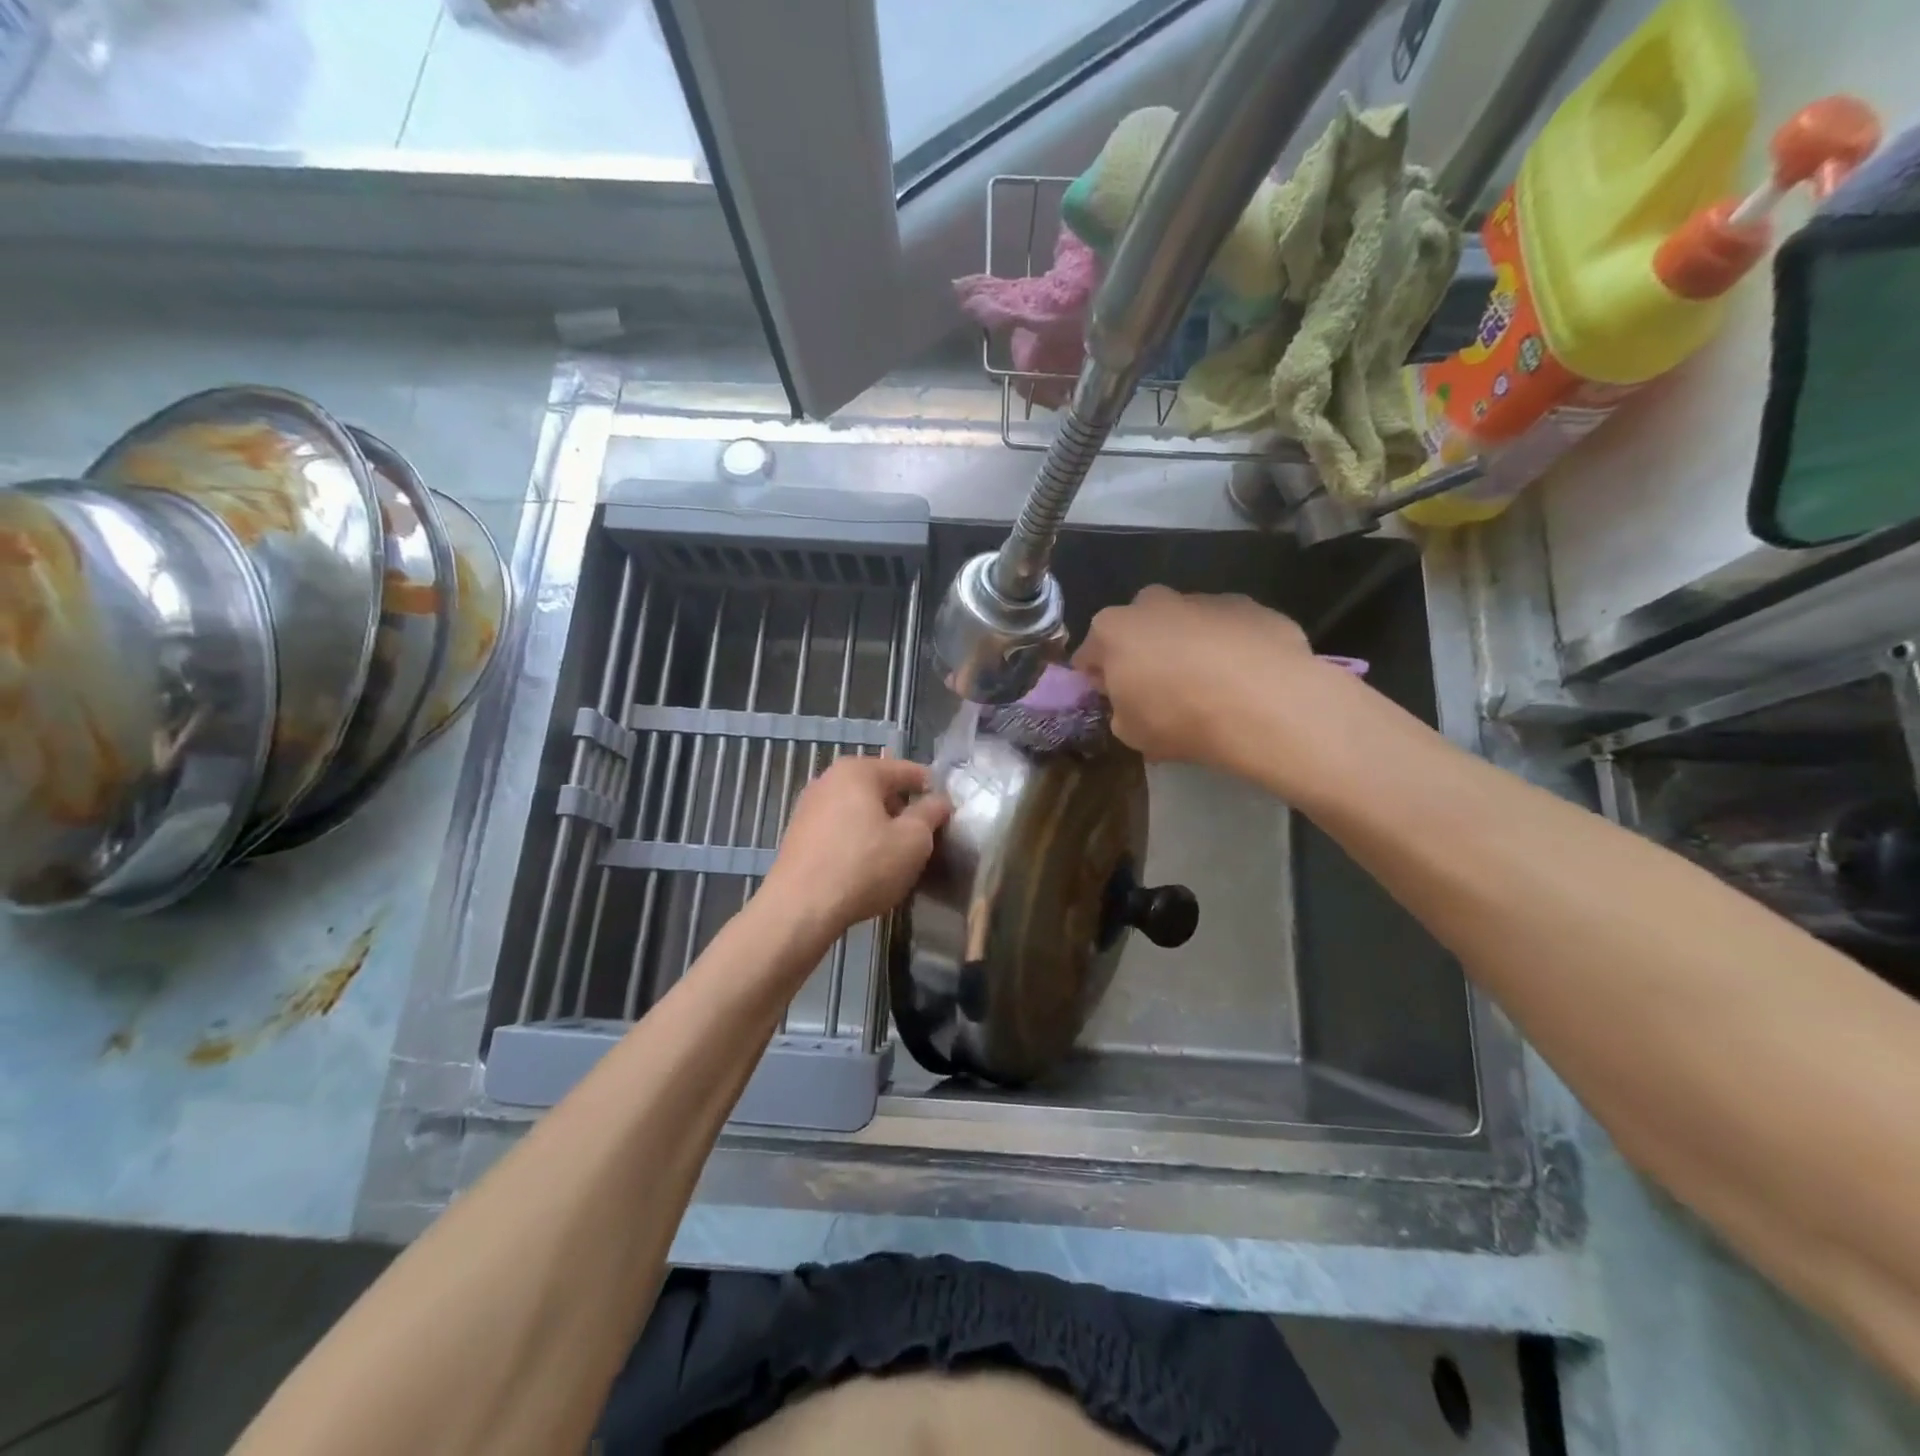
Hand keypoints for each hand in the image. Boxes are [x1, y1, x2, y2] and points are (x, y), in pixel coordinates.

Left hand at [759, 756, 951, 936]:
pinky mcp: (798, 835)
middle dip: (904, 811)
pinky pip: (840, 829)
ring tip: (897, 857)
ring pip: (860, 810)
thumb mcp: (913, 840)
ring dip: (881, 828)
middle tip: (924, 840)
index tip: (948, 815)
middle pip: (881, 789)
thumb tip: (940, 801)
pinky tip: (866, 867)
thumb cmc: (864, 867)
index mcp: (858, 771)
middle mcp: (829, 779)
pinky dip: (858, 841)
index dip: (933, 791)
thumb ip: (931, 813)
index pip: (908, 771)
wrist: (800, 909)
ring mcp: (809, 807)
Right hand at [1073, 586, 1318, 770]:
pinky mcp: (1250, 605)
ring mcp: (1204, 598)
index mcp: (1112, 629)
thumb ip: (1120, 711)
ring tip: (1210, 687)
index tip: (1115, 701)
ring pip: (1185, 624)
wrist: (1264, 704)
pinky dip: (1230, 647)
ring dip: (1188, 647)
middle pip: (1139, 628)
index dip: (1100, 680)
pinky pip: (1228, 629)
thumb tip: (1131, 704)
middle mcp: (1153, 602)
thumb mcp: (1131, 733)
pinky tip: (1244, 679)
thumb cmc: (1180, 718)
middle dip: (1144, 653)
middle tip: (1161, 691)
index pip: (1090, 654)